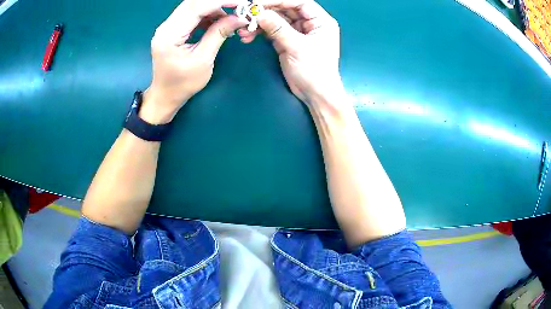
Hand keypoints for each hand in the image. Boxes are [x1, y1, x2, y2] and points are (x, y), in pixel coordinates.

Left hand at [142, 0, 247, 123]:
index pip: (196, 7)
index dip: (220, 1)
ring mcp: (168, 26)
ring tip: (231, 17)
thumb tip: (240, 17)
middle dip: (219, 2)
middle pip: (194, 2)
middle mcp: (166, 26)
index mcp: (170, 35)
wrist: (165, 95)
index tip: (241, 3)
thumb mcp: (204, 59)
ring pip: (193, 6)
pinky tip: (218, 22)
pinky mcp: (173, 28)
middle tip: (239, 7)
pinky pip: (192, 14)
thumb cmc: (183, 83)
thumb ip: (219, 34)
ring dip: (214, 8)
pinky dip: (208, 14)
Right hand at [238, 0, 341, 104]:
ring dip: (259, 23)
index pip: (299, 2)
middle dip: (265, 11)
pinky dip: (260, 32)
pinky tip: (248, 36)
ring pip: (276, 20)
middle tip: (246, 14)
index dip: (278, 0)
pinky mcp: (287, 41)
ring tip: (244, 30)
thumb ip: (278, 28)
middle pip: (285, 9)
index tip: (257, 2)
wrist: (315, 95)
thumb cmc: (314, 71)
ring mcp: (297, 32)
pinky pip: (271, 31)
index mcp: (320, 21)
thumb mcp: (297, 47)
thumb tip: (259, 13)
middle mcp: (309, 23)